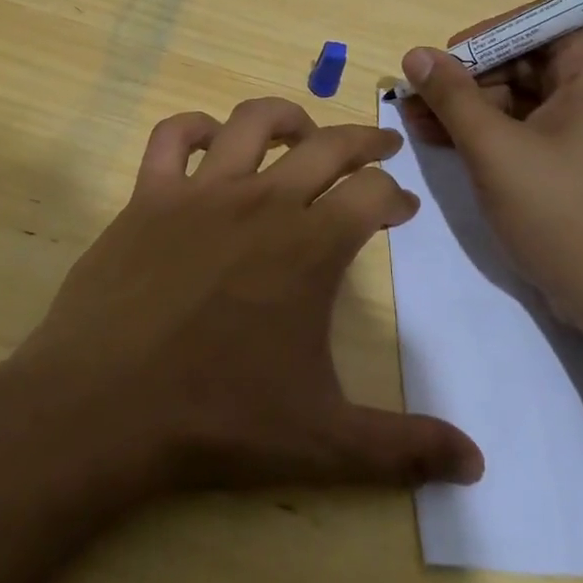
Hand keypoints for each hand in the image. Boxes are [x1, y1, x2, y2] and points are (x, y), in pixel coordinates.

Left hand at [11, 97, 483, 496]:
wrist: (105, 407)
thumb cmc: (218, 417)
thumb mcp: (324, 441)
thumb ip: (404, 448)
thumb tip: (478, 464)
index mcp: (311, 246)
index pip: (373, 195)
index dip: (395, 196)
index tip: (402, 207)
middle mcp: (263, 201)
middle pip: (328, 145)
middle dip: (363, 140)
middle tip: (379, 147)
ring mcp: (202, 191)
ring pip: (253, 121)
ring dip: (287, 118)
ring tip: (301, 132)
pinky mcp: (149, 195)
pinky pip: (171, 137)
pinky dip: (192, 128)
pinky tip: (207, 140)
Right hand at [398, 18, 582, 336]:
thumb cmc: (560, 213)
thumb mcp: (494, 149)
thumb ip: (452, 96)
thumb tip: (416, 54)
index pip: (543, 21)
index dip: (491, 32)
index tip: (449, 57)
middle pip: (527, 60)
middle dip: (469, 76)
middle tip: (420, 96)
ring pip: (522, 98)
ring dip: (470, 106)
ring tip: (417, 121)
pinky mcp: (579, 166)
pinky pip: (529, 131)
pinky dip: (490, 133)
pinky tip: (444, 142)